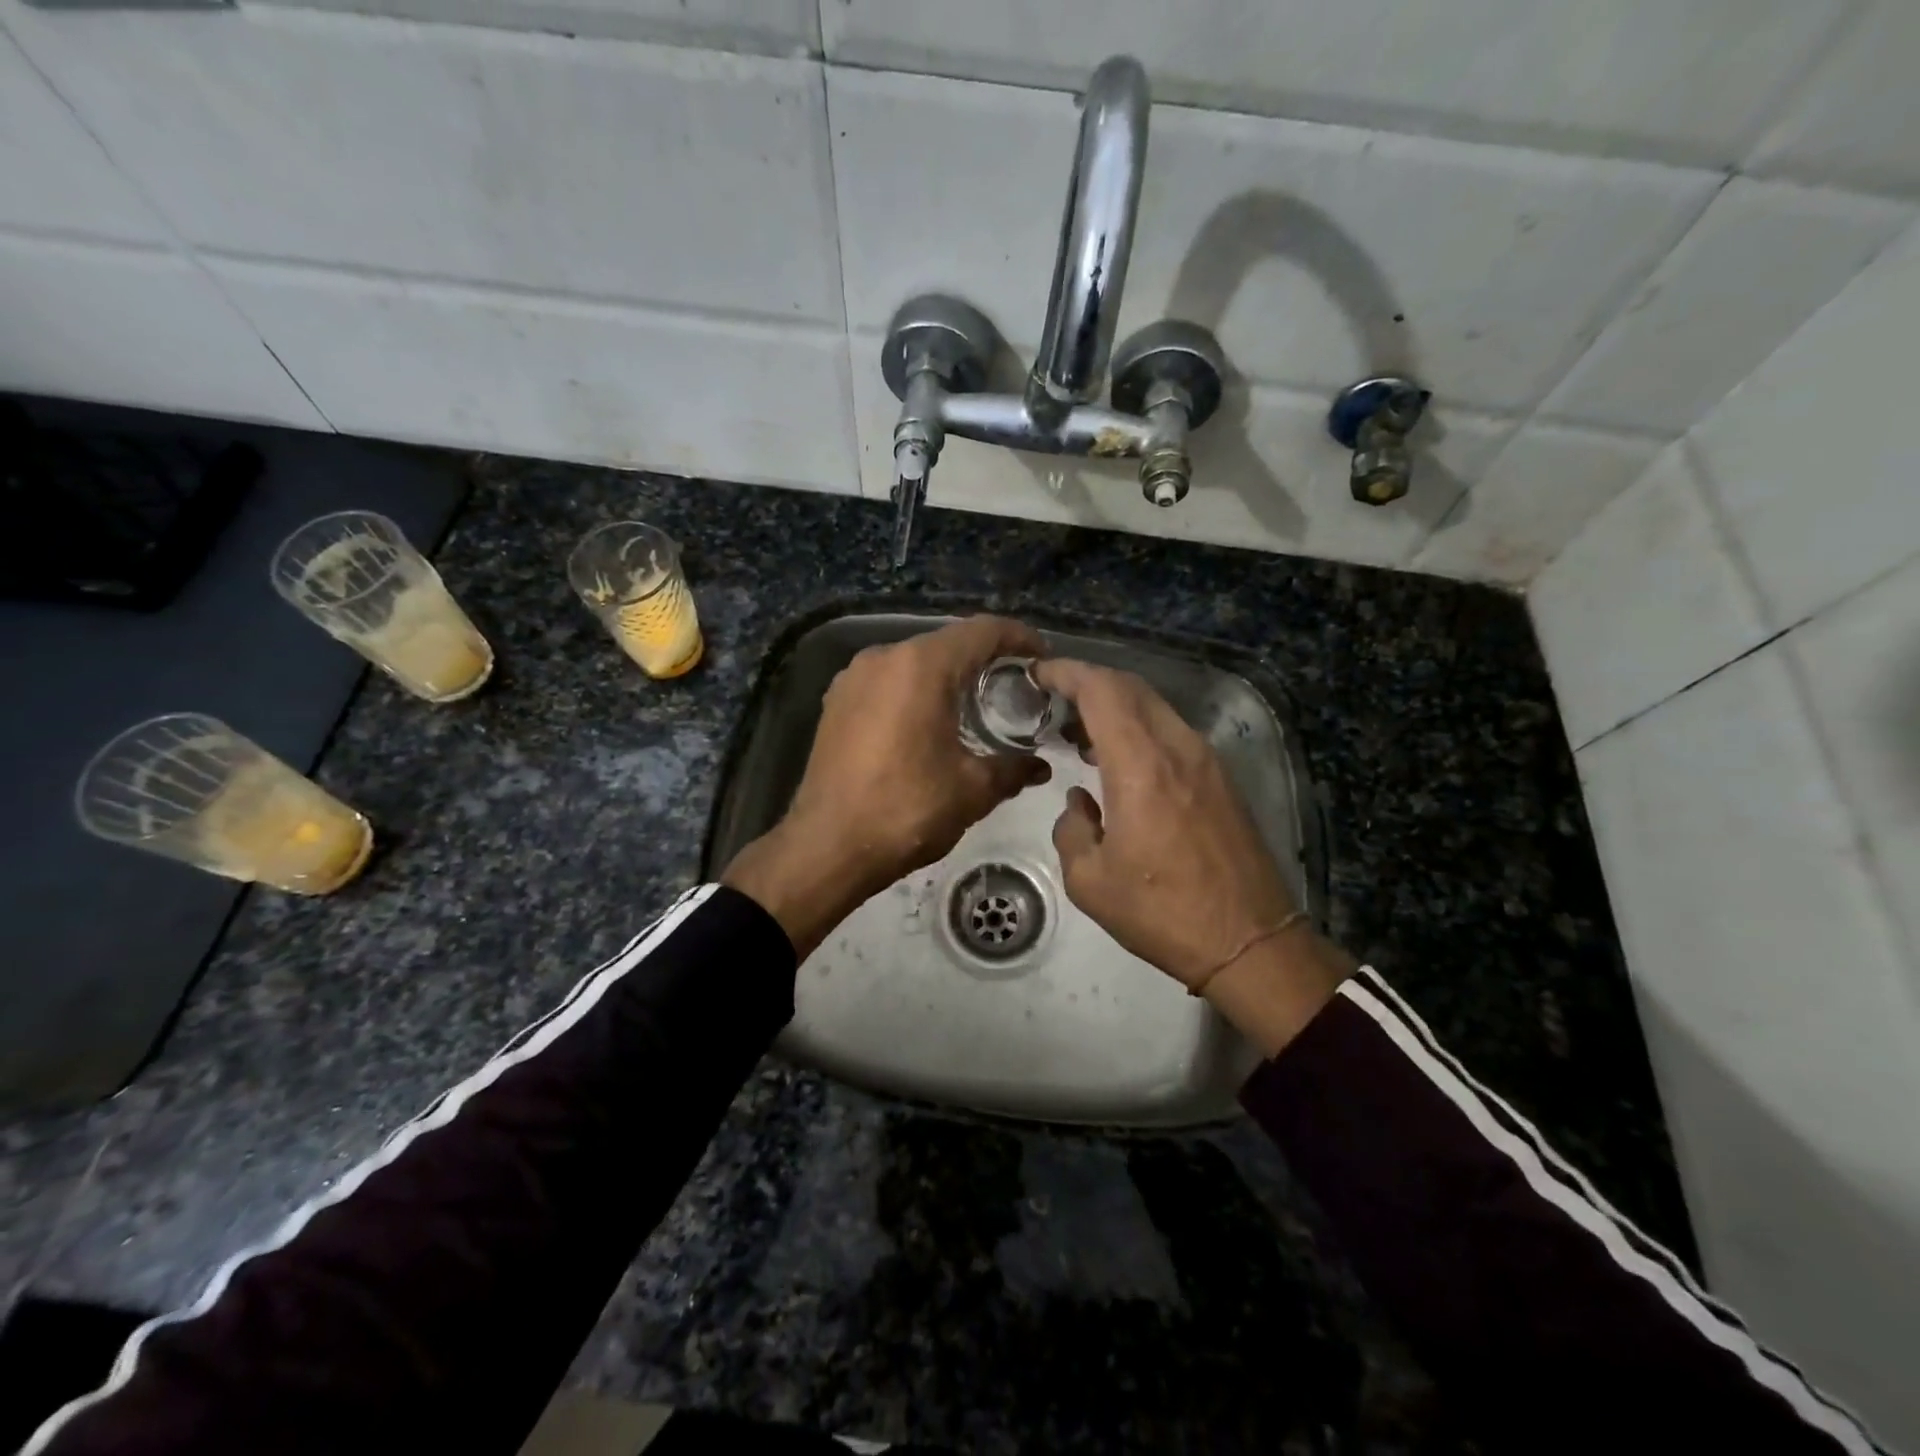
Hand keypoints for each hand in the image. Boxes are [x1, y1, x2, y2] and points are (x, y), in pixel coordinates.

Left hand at [724, 616, 1050, 955]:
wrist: (826, 846)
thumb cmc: (905, 810)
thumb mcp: (971, 790)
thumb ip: (1012, 769)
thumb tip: (1040, 767)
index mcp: (921, 666)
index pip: (982, 631)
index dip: (1019, 638)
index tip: (1043, 657)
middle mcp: (884, 657)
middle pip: (947, 643)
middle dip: (985, 659)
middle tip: (1016, 686)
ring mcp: (853, 677)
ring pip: (914, 662)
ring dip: (948, 676)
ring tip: (975, 705)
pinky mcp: (835, 701)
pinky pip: (888, 681)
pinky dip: (916, 691)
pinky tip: (929, 722)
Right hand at [1032, 658, 1350, 1053]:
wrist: (1249, 941)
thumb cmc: (1162, 913)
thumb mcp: (1090, 881)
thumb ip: (1072, 829)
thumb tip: (1080, 803)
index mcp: (1141, 766)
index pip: (1102, 690)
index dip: (1066, 672)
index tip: (1037, 673)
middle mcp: (1178, 748)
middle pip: (1130, 688)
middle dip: (1087, 682)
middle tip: (1051, 700)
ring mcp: (1206, 760)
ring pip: (1154, 707)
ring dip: (1114, 706)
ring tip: (1078, 732)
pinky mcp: (1221, 778)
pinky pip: (1172, 731)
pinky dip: (1138, 728)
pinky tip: (1118, 760)